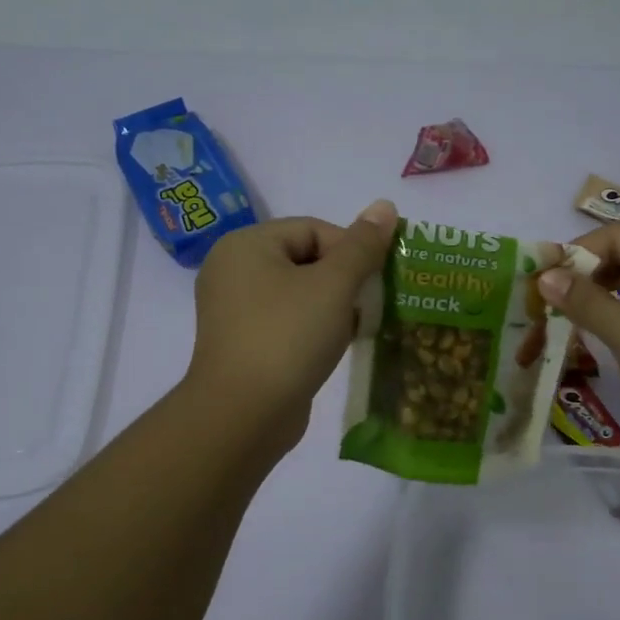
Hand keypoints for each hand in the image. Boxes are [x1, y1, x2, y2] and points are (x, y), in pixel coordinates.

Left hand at [184, 200, 398, 452]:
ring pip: (299, 293)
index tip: (374, 281)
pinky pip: (288, 321)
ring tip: (355, 327)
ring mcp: (235, 310)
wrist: (244, 415)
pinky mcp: (244, 343)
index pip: (313, 229)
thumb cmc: (288, 337)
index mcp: (246, 244)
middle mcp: (233, 270)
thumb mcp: (334, 285)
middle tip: (369, 305)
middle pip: (306, 259)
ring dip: (333, 306)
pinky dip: (314, 327)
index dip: (351, 250)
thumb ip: (362, 245)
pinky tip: (335, 346)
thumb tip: (386, 205)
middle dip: (344, 280)